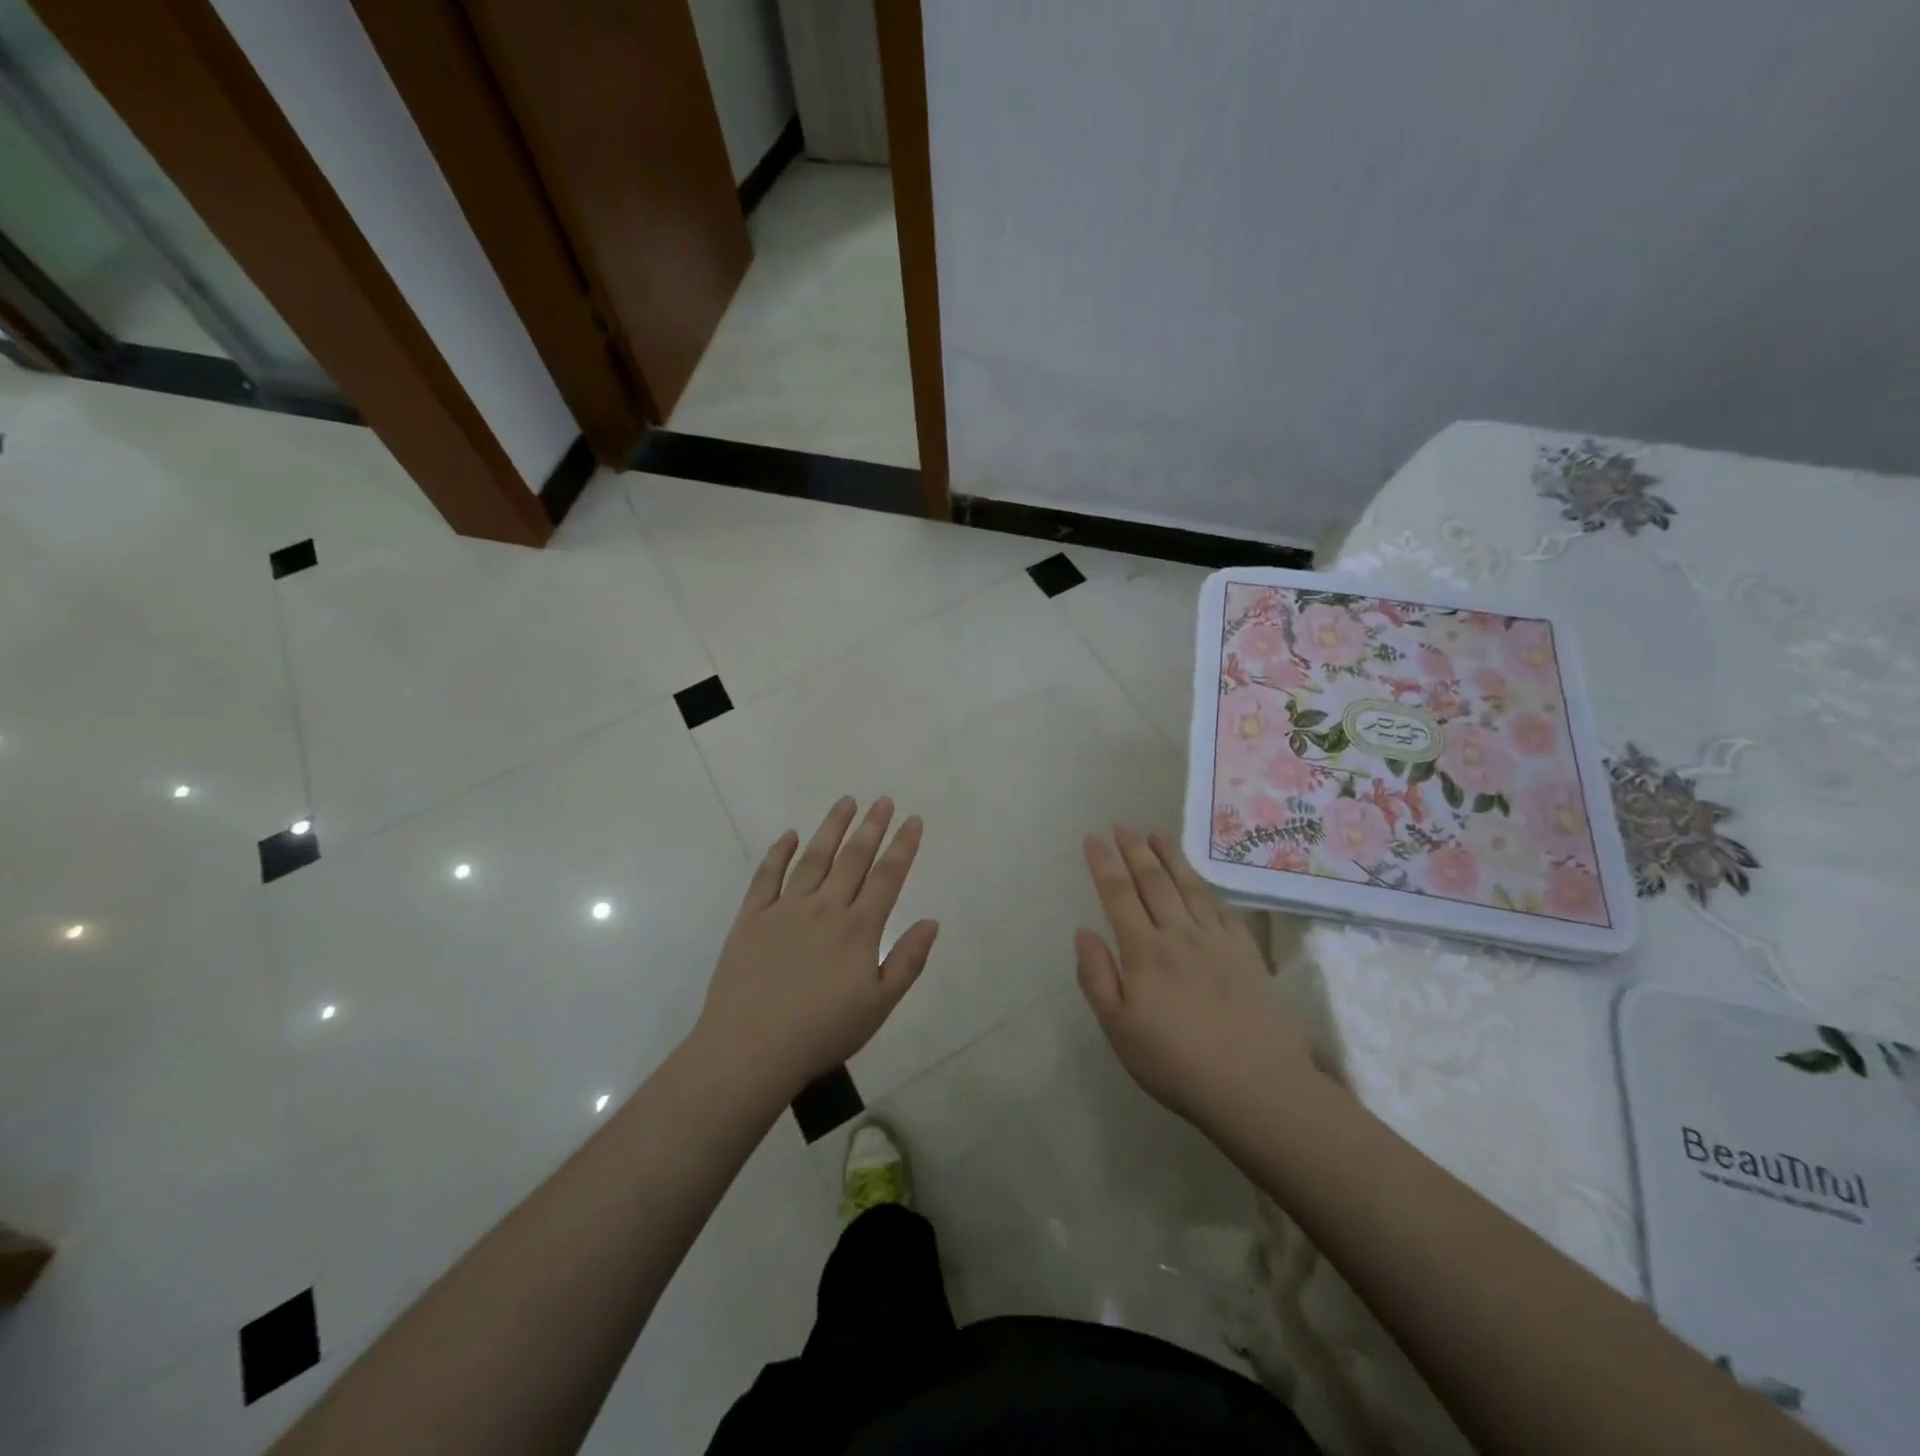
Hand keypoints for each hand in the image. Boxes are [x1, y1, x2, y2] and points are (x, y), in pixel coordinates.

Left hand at [693, 796, 938, 1100]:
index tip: (913, 820)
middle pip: (853, 858)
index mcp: (858, 929)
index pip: (887, 877)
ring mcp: (785, 909)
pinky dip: (778, 852)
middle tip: (883, 800)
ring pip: (814, 858)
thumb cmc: (822, 1032)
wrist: (751, 1050)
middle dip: (872, 827)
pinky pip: (767, 876)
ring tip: (846, 802)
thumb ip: (907, 961)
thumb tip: (931, 921)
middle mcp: (825, 908)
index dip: (903, 846)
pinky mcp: (752, 918)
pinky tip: (789, 835)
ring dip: (831, 827)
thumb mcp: (879, 1006)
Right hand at [1075, 827, 1319, 1130]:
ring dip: (1170, 858)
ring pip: (1189, 887)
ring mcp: (1217, 941)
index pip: (1118, 894)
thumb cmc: (1175, 1062)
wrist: (1256, 1085)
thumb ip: (1096, 976)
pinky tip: (1201, 883)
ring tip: (1157, 835)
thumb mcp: (1119, 1028)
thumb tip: (1083, 931)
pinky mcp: (1246, 954)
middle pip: (1153, 882)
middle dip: (1134, 851)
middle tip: (1123, 826)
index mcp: (1144, 951)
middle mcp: (1179, 934)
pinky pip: (1222, 909)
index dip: (1103, 863)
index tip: (1093, 838)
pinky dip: (1206, 888)